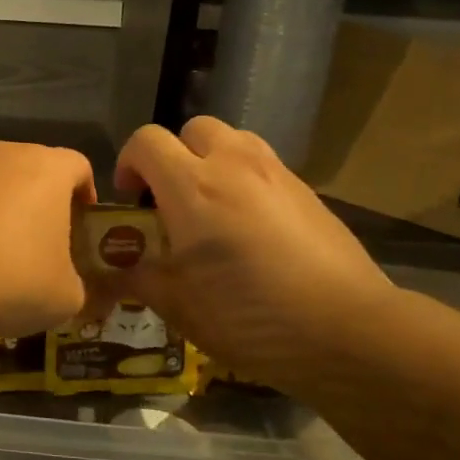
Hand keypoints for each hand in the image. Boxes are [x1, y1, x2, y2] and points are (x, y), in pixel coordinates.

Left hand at [0, 139, 97, 337]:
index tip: (81, 218)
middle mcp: (0, 152)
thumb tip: (64, 286)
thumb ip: (72, 284)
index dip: (83, 190)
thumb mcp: (63, 298)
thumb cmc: (10, 278)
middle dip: (30, 198)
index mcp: (46, 169)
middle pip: (25, 167)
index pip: (77, 166)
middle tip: (30, 239)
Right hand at [113, 117, 397, 381]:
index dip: (128, 164)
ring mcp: (277, 174)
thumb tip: (111, 272)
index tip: (131, 200)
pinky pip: (265, 167)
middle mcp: (233, 166)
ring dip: (213, 161)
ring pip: (234, 140)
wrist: (347, 330)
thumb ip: (138, 277)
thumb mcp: (178, 305)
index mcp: (192, 187)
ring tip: (213, 208)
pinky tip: (253, 230)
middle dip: (174, 156)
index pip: (146, 141)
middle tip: (172, 201)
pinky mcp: (309, 192)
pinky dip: (247, 181)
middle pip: (193, 129)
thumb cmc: (249, 316)